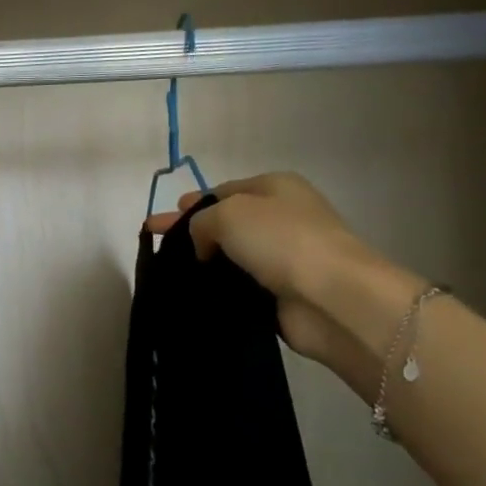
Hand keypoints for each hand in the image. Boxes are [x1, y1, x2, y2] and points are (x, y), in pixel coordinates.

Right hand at [146, 173, 419, 374]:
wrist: (331, 297)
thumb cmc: (281, 241)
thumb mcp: (228, 213)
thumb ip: (200, 221)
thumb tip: (202, 245)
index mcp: (275, 188)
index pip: (222, 192)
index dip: (189, 205)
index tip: (158, 223)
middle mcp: (281, 218)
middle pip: (223, 223)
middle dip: (188, 232)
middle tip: (154, 243)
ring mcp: (282, 257)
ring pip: (229, 257)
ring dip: (202, 264)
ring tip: (167, 275)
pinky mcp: (280, 293)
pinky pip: (238, 286)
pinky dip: (217, 289)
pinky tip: (191, 295)